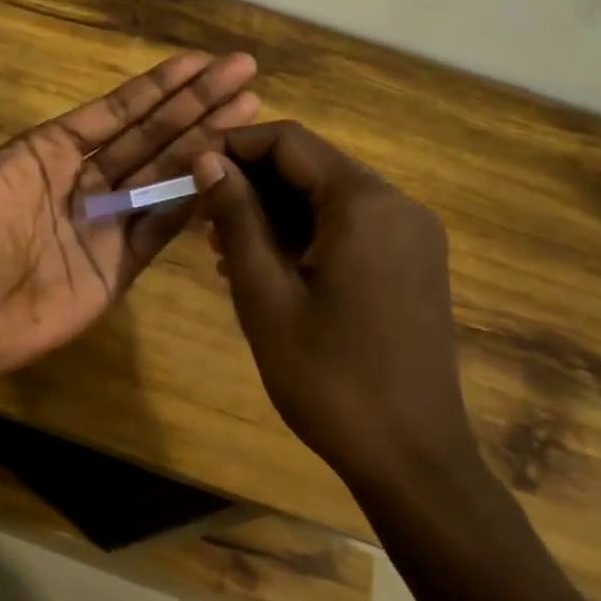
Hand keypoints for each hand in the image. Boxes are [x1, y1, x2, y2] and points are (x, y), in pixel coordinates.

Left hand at [0, 53, 259, 386]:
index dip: (157, 86)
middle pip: (151, 133)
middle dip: (196, 102)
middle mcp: (86, 179)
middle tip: (244, 71)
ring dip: (206, 142)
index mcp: (52, 152)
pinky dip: (192, 199)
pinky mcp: (121, 263)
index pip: (116, 111)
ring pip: (165, 172)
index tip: (200, 61)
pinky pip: (162, 225)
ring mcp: (107, 221)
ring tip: (250, 111)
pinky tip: (228, 172)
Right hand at [191, 122, 477, 491]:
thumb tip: (206, 159)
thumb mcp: (264, 293)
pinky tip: (266, 265)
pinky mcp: (412, 263)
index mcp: (363, 204)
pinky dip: (304, 232)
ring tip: (223, 245)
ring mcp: (410, 235)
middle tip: (200, 215)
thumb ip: (235, 217)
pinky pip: (348, 226)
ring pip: (327, 196)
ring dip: (273, 209)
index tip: (188, 171)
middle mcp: (396, 205)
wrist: (411, 458)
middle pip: (310, 165)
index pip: (289, 141)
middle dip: (250, 181)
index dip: (232, 146)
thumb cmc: (327, 375)